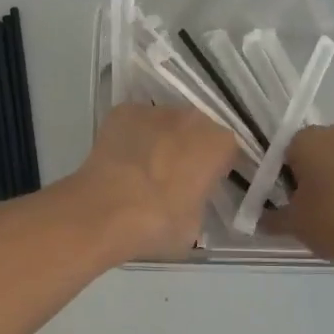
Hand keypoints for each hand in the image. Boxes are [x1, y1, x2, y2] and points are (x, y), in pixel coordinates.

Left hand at [69, 103, 237, 261]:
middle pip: (198, 129)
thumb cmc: (159, 223)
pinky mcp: (123, 110)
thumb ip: (201, 200)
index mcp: (219, 143)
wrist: (105, 212)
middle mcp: (193, 117)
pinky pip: (136, 122)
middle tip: (175, 176)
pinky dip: (133, 135)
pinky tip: (122, 159)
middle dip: (190, 147)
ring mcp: (156, 110)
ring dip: (162, 139)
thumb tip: (190, 197)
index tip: (205, 184)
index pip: (228, 150)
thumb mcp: (196, 223)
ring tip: (144, 168)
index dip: (217, 167)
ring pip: (166, 122)